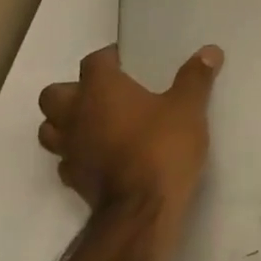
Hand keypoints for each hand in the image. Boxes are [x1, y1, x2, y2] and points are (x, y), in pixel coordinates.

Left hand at [36, 44, 222, 220]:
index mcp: (100, 90)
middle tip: (104, 94)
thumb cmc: (162, 147)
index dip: (109, 58)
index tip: (128, 61)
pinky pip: (66, 159)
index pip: (93, 61)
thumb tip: (209, 50)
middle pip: (54, 94)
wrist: (142, 210)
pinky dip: (78, 153)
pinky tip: (101, 156)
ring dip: (67, 123)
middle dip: (73, 90)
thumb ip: (195, 77)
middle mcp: (76, 115)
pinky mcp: (72, 179)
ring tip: (97, 124)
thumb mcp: (188, 107)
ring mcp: (69, 149)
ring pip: (51, 128)